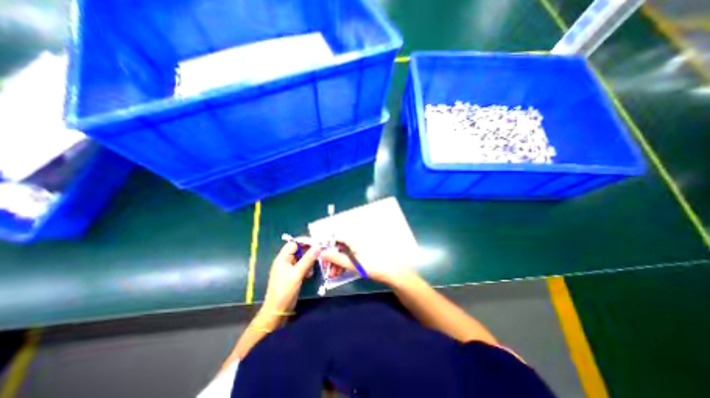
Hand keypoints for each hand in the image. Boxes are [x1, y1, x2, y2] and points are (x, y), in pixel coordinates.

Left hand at [262, 241, 319, 312]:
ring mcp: (288, 268)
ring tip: (315, 266)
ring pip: (301, 259)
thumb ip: (308, 259)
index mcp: (282, 258)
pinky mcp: (292, 275)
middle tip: (319, 254)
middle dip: (308, 252)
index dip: (304, 242)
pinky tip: (310, 273)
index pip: (294, 243)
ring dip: (308, 261)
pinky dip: (307, 268)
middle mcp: (285, 261)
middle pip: (298, 251)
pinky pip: (301, 267)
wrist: (277, 310)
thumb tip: (318, 246)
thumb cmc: (285, 290)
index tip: (317, 243)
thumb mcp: (297, 273)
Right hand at [320, 241, 416, 284]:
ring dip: (338, 259)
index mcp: (354, 237)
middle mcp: (357, 237)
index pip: (336, 235)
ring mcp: (362, 242)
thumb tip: (322, 253)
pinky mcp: (366, 248)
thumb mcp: (352, 264)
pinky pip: (352, 251)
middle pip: (340, 243)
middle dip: (332, 256)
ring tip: (335, 273)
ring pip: (345, 248)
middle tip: (329, 269)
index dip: (327, 244)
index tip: (323, 255)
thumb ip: (336, 258)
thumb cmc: (372, 267)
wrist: (393, 271)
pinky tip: (343, 269)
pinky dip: (346, 259)